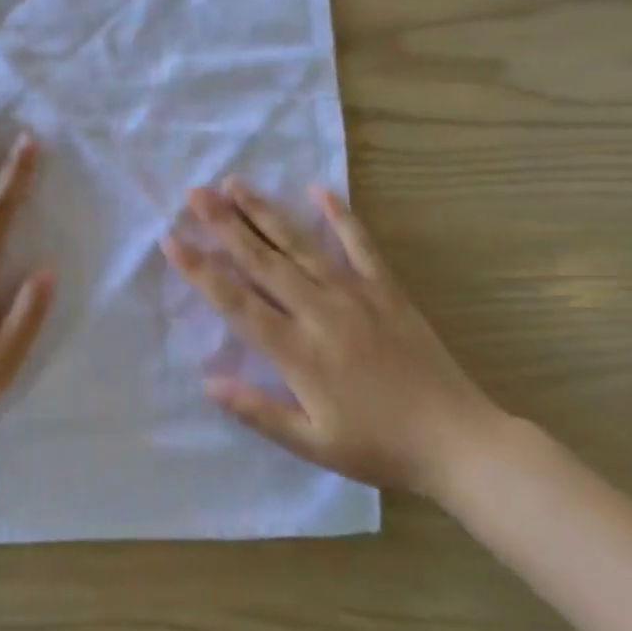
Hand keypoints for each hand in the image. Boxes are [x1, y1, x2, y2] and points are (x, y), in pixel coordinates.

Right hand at [163, 180, 500, 494]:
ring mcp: (356, 295)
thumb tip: (207, 382)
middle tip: (195, 193)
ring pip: (301, 245)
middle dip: (224, 225)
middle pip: (263, 261)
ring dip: (265, 212)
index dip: (200, 270)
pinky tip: (317, 189)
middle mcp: (320, 313)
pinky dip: (339, 215)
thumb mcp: (313, 444)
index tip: (172, 239)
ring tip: (236, 183)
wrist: (459, 441)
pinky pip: (360, 245)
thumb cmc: (379, 447)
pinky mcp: (387, 290)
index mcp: (298, 353)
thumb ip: (258, 411)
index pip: (236, 302)